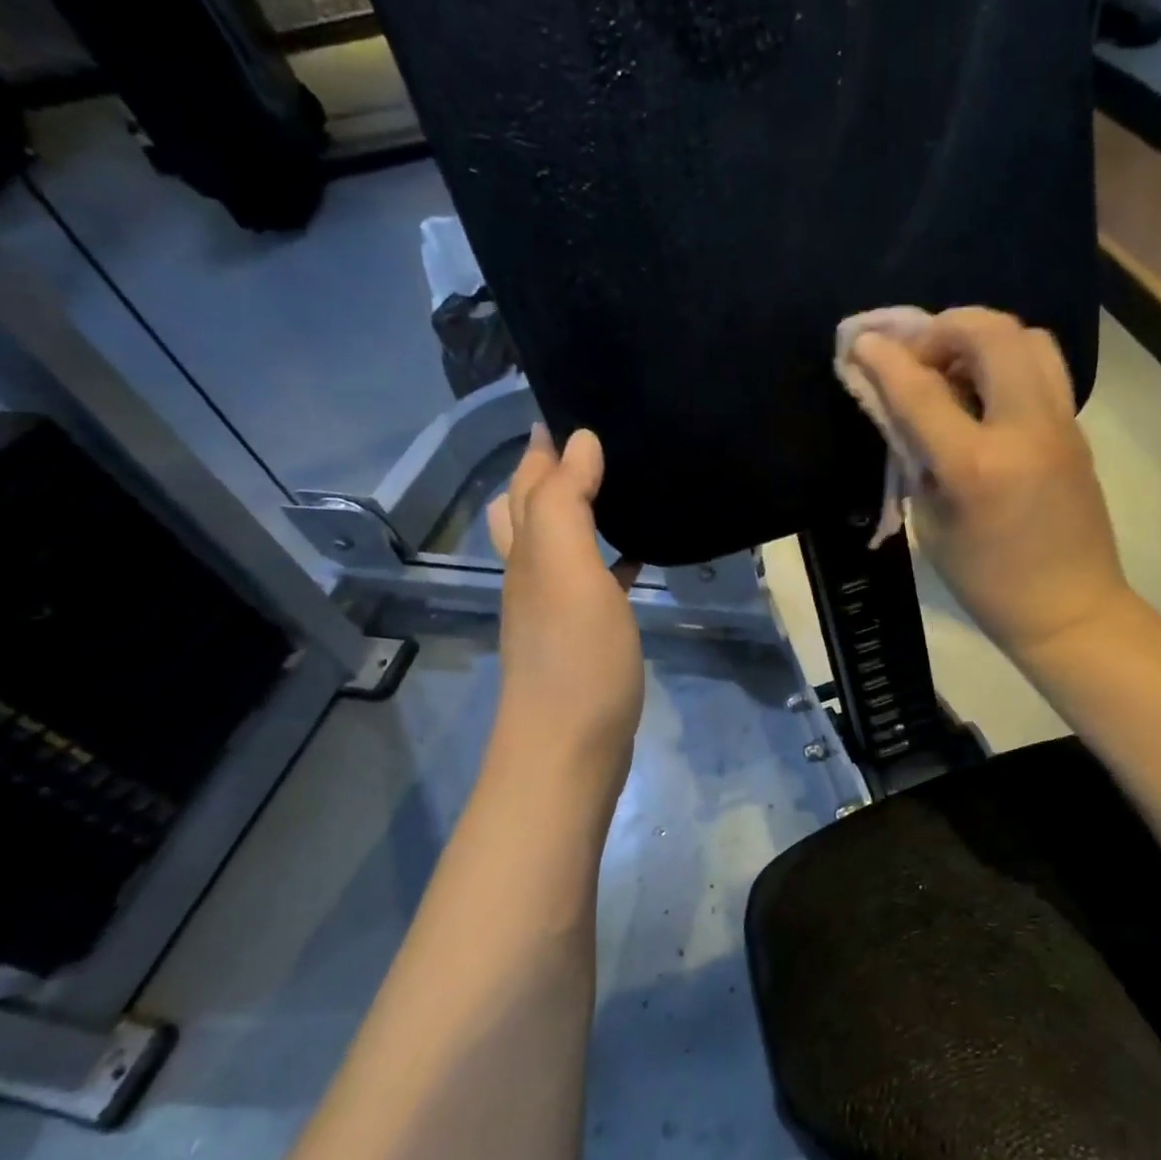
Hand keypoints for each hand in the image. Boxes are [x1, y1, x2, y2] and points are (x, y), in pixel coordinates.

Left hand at [487, 424, 643, 772]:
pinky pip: (592, 584)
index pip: (529, 484)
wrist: (569, 749)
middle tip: (584, 445)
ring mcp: (556, 611)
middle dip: (547, 474)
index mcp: (529, 552)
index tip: (566, 409)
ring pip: (560, 547)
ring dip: (577, 514)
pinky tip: (632, 561)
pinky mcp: (582, 640)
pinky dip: (606, 562)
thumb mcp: (567, 570)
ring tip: (611, 489)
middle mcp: (534, 576)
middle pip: (530, 512)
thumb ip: (567, 502)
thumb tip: (577, 440)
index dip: (542, 447)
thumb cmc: (574, 658)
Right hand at [850, 308, 1133, 665]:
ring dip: (984, 337)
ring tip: (956, 368)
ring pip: (1029, 338)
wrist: (1069, 610)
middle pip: (991, 333)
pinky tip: (985, 397)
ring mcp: (1060, 425)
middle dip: (944, 328)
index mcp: (977, 466)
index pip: (922, 391)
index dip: (885, 359)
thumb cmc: (987, 584)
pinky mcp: (1077, 431)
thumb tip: (901, 413)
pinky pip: (1043, 370)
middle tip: (919, 356)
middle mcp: (1025, 430)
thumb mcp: (933, 526)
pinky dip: (1007, 363)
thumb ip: (916, 461)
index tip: (861, 341)